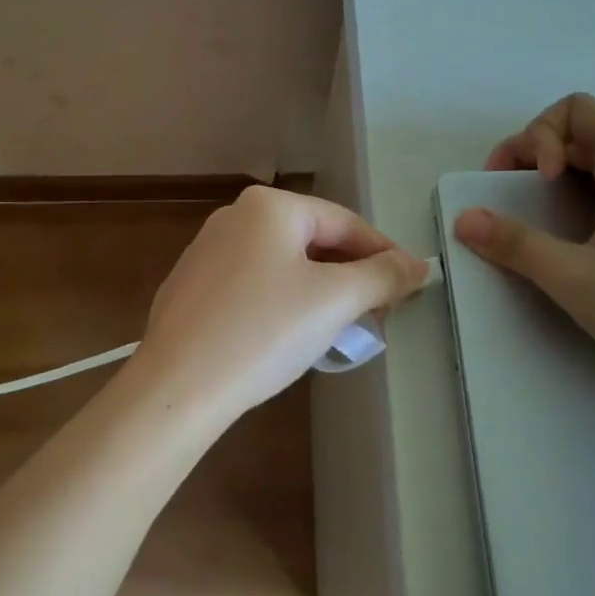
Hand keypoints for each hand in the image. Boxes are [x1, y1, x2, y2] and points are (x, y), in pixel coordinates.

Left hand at [128, 186, 428, 422]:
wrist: (177, 388)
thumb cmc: (263, 331)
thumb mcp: (335, 301)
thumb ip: (383, 276)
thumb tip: (418, 266)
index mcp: (269, 207)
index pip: (345, 222)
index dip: (384, 254)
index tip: (412, 286)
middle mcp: (234, 217)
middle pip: (313, 241)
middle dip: (351, 277)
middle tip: (380, 314)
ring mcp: (207, 252)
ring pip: (283, 264)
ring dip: (320, 292)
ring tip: (341, 328)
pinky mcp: (192, 288)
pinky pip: (254, 285)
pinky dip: (283, 303)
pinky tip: (290, 336)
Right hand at [454, 93, 594, 393]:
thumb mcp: (576, 279)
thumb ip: (516, 244)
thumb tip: (464, 220)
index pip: (575, 111)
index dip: (537, 136)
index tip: (532, 185)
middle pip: (592, 128)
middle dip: (543, 151)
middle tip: (517, 196)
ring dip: (579, 162)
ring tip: (555, 193)